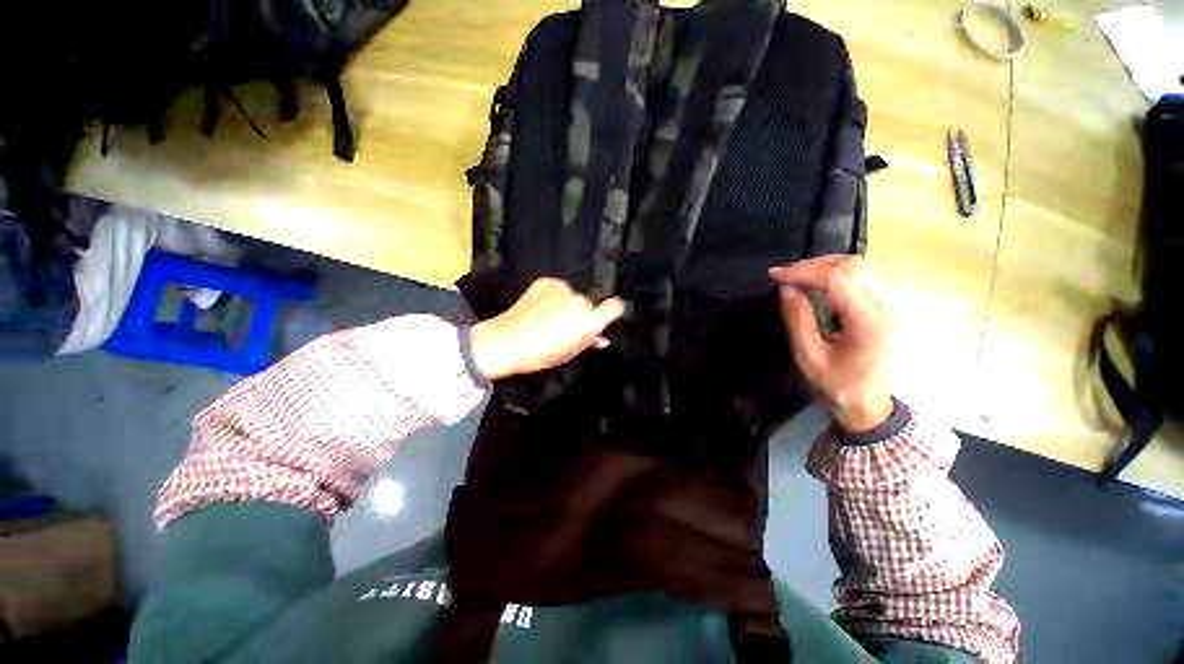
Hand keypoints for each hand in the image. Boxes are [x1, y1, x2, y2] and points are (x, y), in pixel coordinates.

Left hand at [468, 278, 625, 380]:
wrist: (506, 341)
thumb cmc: (540, 354)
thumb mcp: (569, 353)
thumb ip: (588, 342)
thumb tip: (600, 338)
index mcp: (589, 322)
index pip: (615, 307)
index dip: (612, 311)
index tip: (606, 316)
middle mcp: (580, 301)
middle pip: (588, 304)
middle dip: (580, 314)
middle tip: (564, 327)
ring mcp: (563, 289)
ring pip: (572, 296)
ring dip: (565, 304)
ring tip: (547, 318)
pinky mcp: (547, 282)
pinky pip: (557, 289)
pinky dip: (552, 296)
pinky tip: (539, 308)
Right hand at [770, 256, 893, 431]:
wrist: (868, 402)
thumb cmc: (837, 384)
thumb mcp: (809, 356)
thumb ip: (798, 320)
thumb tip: (786, 288)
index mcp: (866, 321)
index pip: (838, 278)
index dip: (803, 271)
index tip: (775, 276)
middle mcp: (884, 306)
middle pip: (852, 264)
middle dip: (812, 264)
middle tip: (784, 275)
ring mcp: (889, 303)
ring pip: (858, 265)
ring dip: (823, 265)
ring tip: (797, 277)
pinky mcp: (884, 304)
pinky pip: (860, 275)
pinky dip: (834, 272)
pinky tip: (817, 282)